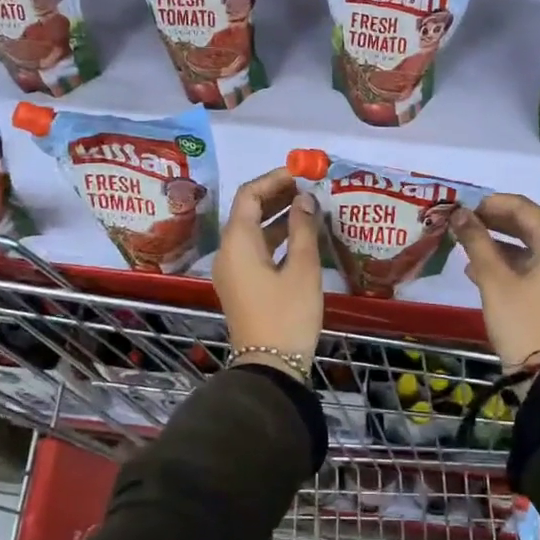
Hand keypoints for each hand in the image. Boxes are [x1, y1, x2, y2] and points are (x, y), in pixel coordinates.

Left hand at [213, 167, 322, 378]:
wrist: (270, 368)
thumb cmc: (287, 314)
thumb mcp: (302, 269)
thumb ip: (303, 228)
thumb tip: (304, 199)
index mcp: (238, 242)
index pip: (249, 195)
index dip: (274, 179)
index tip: (301, 172)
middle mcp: (229, 252)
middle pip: (248, 210)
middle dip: (276, 194)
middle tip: (308, 185)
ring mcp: (233, 270)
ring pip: (253, 230)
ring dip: (278, 215)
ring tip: (309, 204)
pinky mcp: (243, 285)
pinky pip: (256, 249)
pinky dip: (276, 236)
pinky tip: (301, 234)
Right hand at [447, 194, 539, 373]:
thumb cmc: (522, 322)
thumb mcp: (494, 280)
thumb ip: (476, 241)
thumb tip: (459, 214)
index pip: (523, 207)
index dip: (490, 204)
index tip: (461, 208)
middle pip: (529, 224)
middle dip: (494, 222)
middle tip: (461, 224)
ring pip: (531, 246)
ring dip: (499, 243)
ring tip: (465, 246)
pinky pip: (537, 266)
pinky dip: (511, 263)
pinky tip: (480, 271)